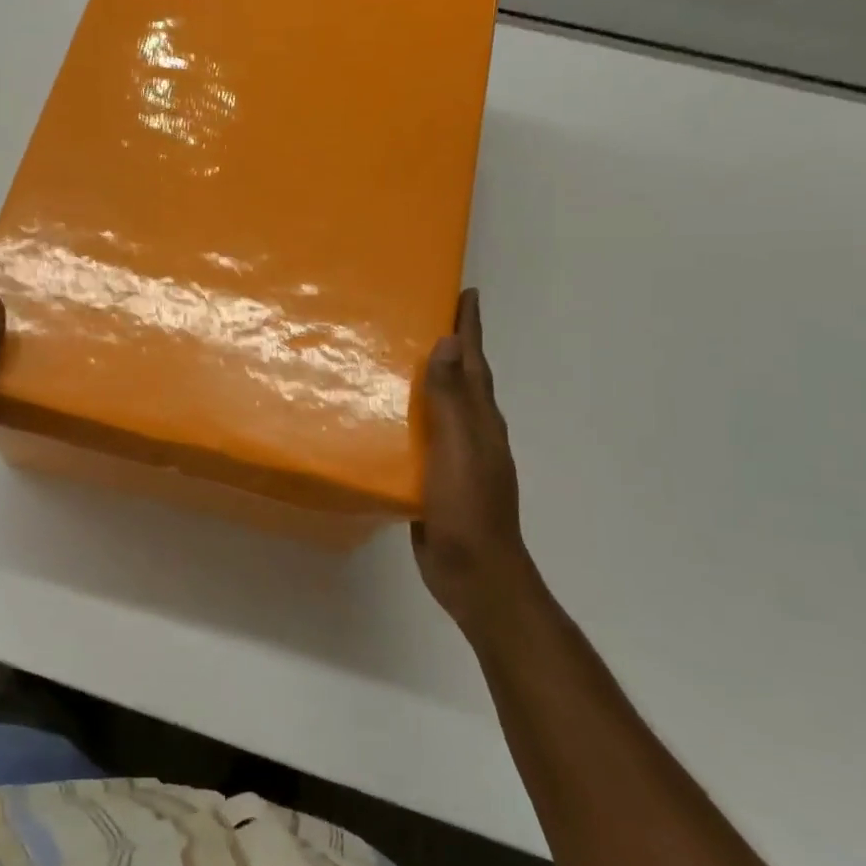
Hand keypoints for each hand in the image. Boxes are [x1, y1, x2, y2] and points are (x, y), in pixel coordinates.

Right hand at [412, 288, 531, 634]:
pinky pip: (420, 435)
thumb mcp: (460, 450)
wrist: (474, 574)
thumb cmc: (469, 509)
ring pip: (439, 406)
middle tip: (420, 314)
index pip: (475, 362)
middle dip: (449, 345)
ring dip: (425, 379)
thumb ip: (452, 400)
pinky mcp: (433, 478)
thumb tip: (449, 343)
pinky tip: (383, 415)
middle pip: (461, 378)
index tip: (465, 291)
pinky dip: (408, 415)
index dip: (470, 327)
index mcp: (482, 420)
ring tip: (394, 355)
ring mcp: (454, 457)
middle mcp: (472, 432)